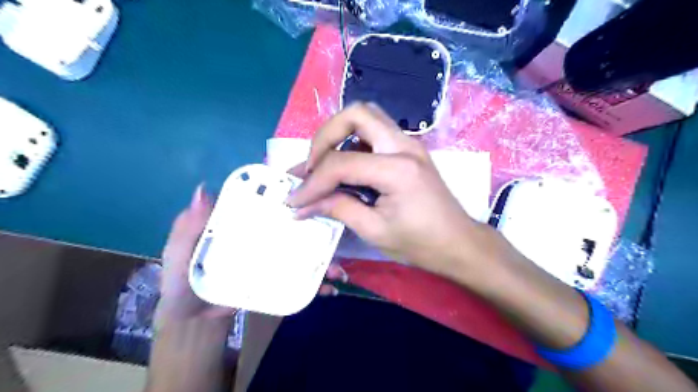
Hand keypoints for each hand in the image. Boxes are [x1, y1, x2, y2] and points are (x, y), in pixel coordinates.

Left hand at [155, 184, 344, 327]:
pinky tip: (329, 288)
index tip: (310, 183)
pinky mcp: (279, 278)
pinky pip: (301, 276)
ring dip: (324, 255)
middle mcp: (263, 235)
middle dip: (317, 223)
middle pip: (294, 224)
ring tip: (336, 268)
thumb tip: (202, 190)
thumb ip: (188, 226)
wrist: (194, 321)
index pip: (266, 200)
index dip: (286, 189)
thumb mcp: (180, 252)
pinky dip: (317, 282)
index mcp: (242, 223)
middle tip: (334, 225)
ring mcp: (274, 257)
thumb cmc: (184, 282)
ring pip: (304, 250)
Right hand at [286, 103, 497, 276]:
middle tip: (310, 165)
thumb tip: (304, 204)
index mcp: (397, 169)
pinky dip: (353, 142)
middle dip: (324, 137)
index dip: (312, 182)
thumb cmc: (421, 243)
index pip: (341, 163)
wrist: (459, 243)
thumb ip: (338, 209)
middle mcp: (404, 145)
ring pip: (366, 117)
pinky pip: (375, 132)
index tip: (295, 200)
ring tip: (321, 163)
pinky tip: (344, 165)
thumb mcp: (375, 231)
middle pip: (356, 114)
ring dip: (339, 135)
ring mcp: (409, 144)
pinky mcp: (409, 150)